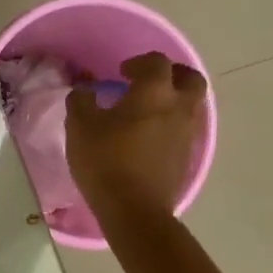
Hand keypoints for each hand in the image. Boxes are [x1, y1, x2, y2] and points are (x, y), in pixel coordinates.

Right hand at [65, 52, 207, 225]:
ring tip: (148, 111)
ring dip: (174, 101)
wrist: (134, 210)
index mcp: (155, 93)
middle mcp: (179, 108)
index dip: (140, 62)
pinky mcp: (187, 158)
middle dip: (172, 74)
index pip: (157, 62)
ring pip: (191, 105)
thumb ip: (81, 101)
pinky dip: (172, 124)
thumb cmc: (105, 161)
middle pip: (190, 79)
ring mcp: (188, 134)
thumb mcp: (80, 127)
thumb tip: (85, 90)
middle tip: (149, 82)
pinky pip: (185, 129)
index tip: (122, 72)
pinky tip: (150, 137)